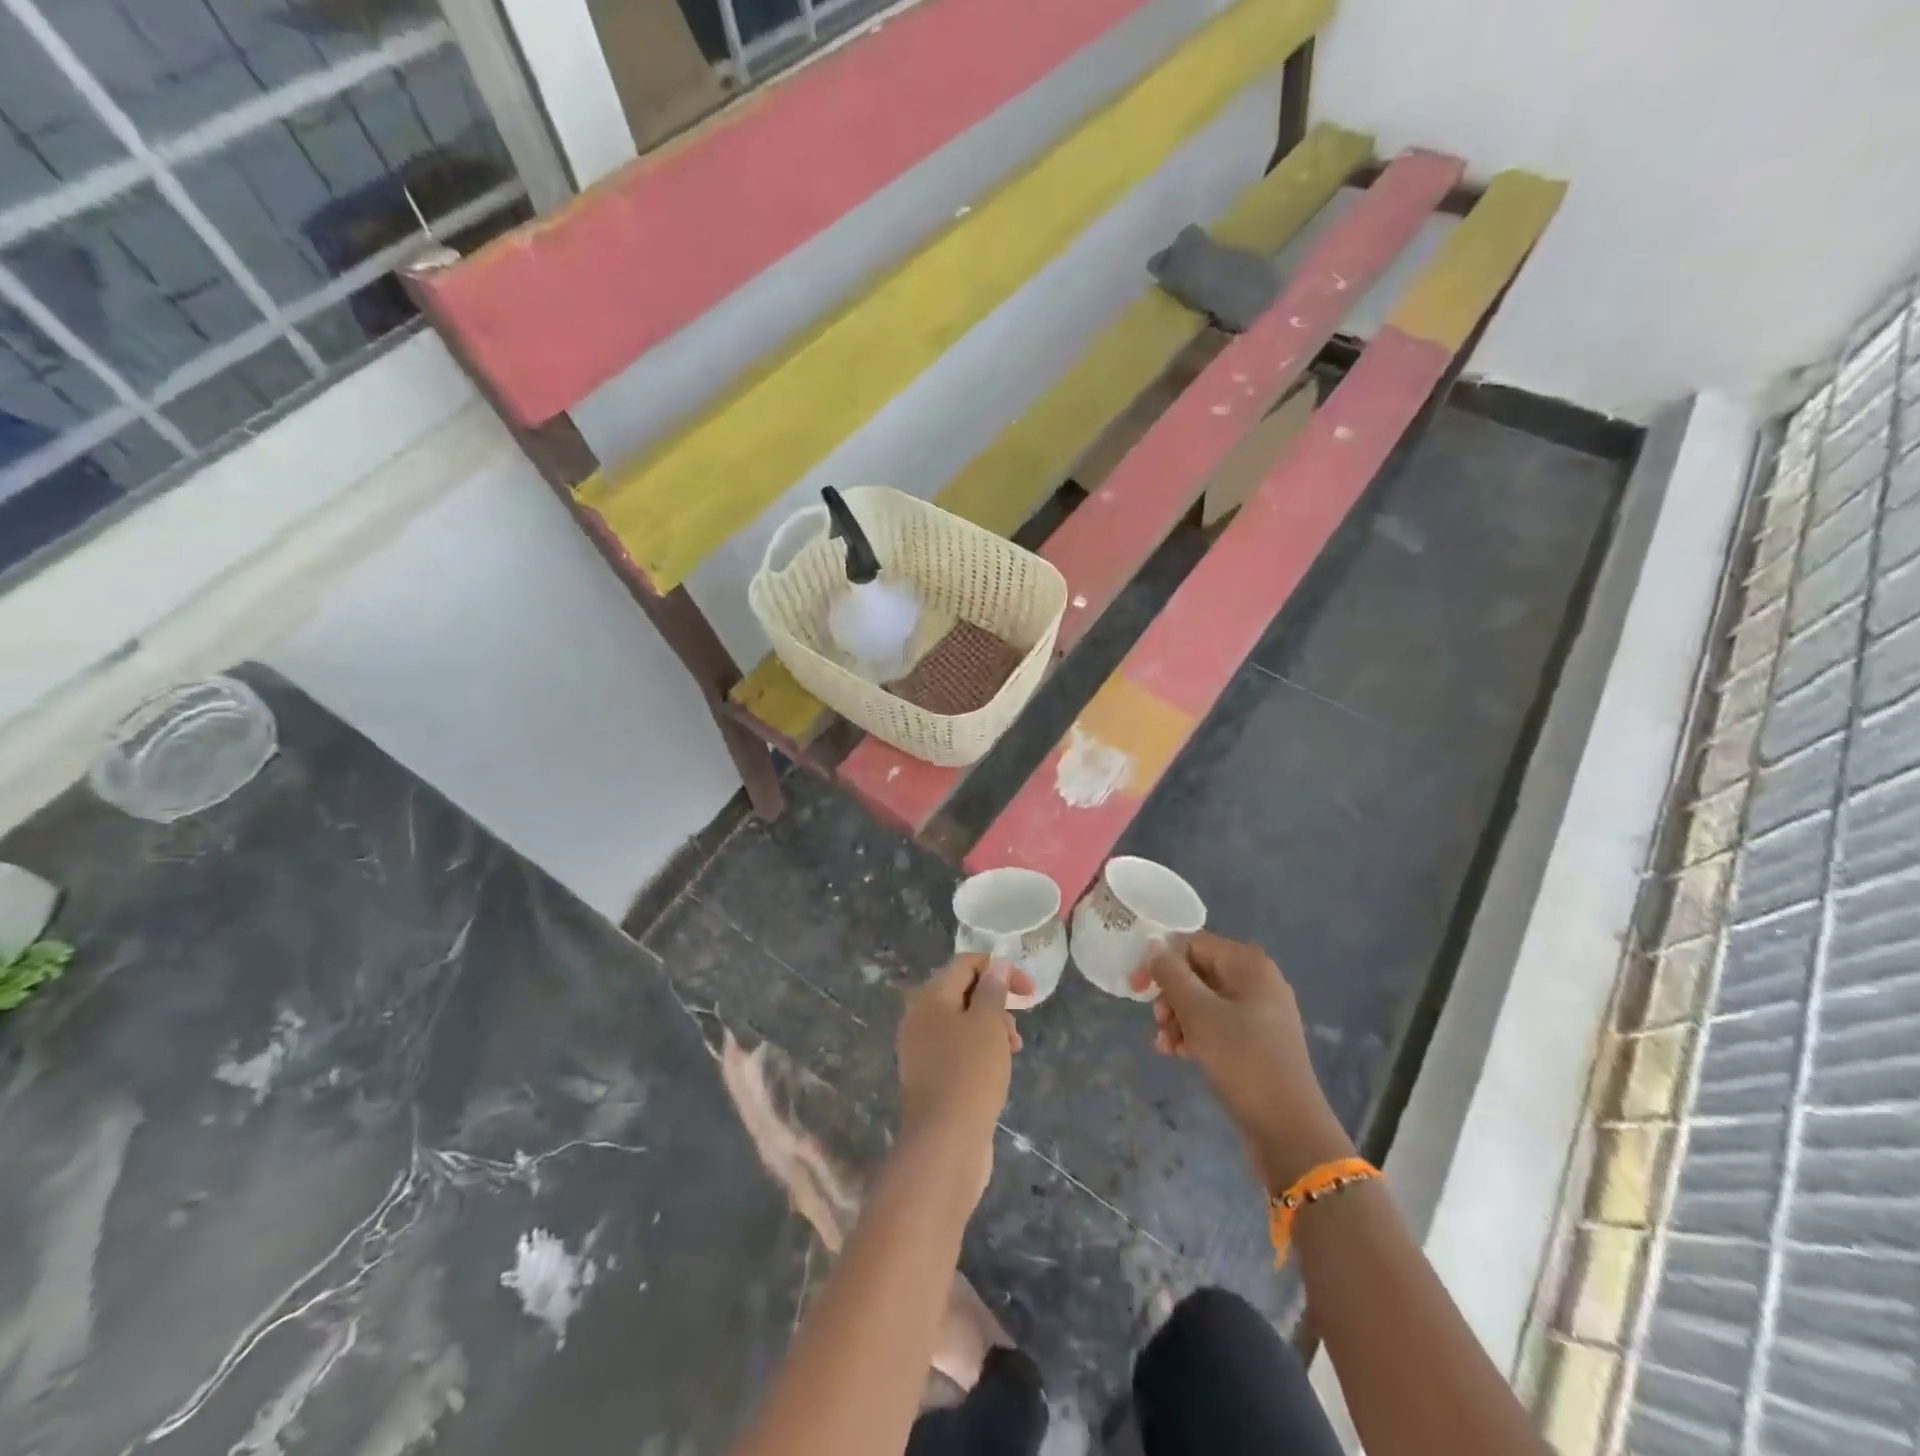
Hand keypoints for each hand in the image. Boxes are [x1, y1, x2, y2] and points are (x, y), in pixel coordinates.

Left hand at [896, 956, 1031, 1189]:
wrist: (944, 1143)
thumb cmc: (970, 1074)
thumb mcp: (988, 1024)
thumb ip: (993, 990)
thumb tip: (997, 964)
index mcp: (929, 997)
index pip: (965, 964)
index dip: (999, 969)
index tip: (1028, 991)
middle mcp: (919, 1017)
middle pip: (962, 992)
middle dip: (996, 1002)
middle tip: (1018, 1027)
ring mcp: (920, 1048)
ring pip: (961, 1022)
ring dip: (991, 1027)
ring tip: (1013, 1050)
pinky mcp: (928, 1075)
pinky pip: (956, 1047)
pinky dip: (979, 1049)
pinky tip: (997, 1068)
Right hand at [1132, 932, 1355, 1190]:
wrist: (1289, 1130)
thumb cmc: (1242, 1061)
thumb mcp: (1199, 1014)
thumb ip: (1172, 974)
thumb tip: (1153, 944)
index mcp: (1249, 965)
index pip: (1193, 943)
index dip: (1161, 960)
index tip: (1136, 988)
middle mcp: (1257, 981)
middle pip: (1197, 971)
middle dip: (1170, 995)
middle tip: (1157, 1022)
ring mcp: (1259, 1012)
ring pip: (1203, 999)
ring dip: (1177, 1018)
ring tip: (1166, 1045)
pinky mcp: (1256, 1040)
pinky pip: (1216, 1023)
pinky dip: (1194, 1033)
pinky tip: (1179, 1054)